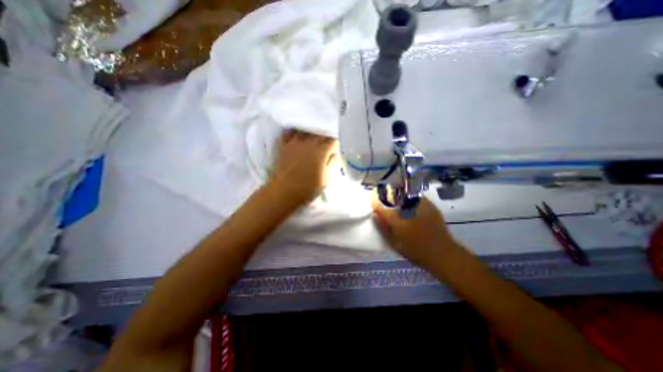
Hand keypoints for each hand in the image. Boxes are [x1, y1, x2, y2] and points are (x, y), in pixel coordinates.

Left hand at [269, 130, 337, 205]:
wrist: (285, 191)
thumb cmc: (308, 188)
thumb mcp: (326, 179)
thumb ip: (332, 164)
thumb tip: (335, 155)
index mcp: (321, 152)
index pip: (332, 141)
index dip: (335, 146)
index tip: (333, 153)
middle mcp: (309, 143)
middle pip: (320, 134)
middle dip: (325, 139)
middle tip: (325, 148)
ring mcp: (295, 143)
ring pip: (306, 131)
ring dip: (311, 135)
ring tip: (311, 142)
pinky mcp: (284, 145)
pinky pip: (290, 132)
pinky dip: (294, 133)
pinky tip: (297, 137)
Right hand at [372, 197, 461, 269]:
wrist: (442, 253)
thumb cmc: (415, 251)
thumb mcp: (395, 243)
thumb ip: (383, 228)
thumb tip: (374, 214)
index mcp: (398, 221)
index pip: (381, 206)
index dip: (375, 201)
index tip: (372, 200)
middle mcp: (408, 210)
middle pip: (393, 194)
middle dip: (385, 192)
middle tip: (382, 194)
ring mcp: (420, 205)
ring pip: (404, 191)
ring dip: (396, 191)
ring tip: (393, 194)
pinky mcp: (429, 204)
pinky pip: (415, 194)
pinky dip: (408, 194)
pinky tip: (408, 200)